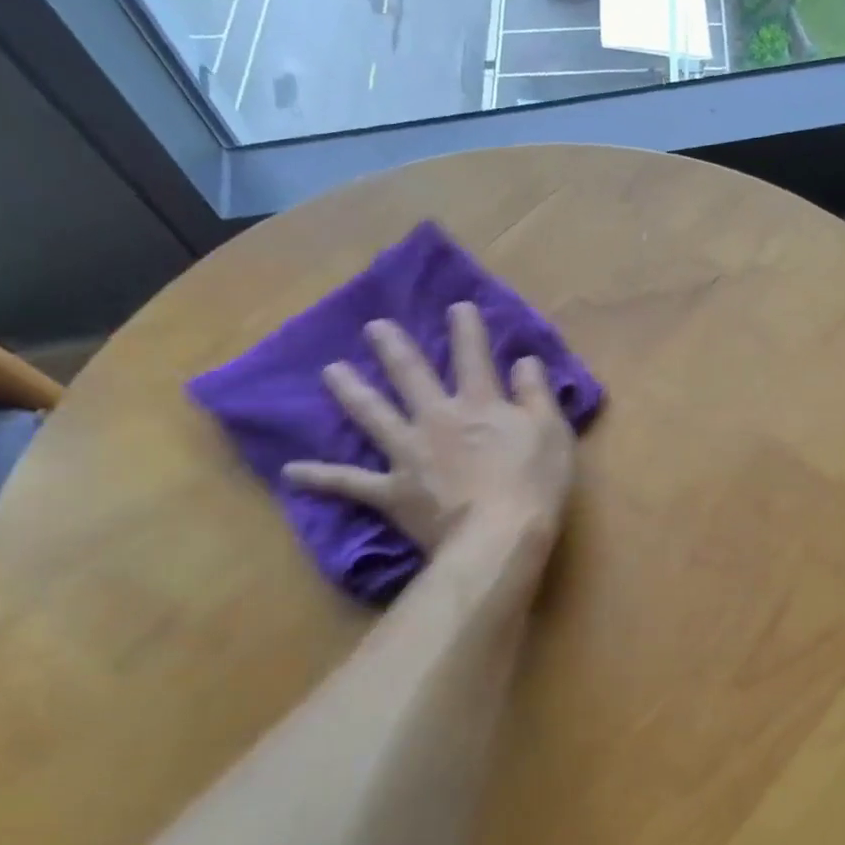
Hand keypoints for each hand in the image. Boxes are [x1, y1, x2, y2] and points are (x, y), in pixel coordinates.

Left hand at [283, 303, 576, 553]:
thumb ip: (535, 393)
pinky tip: (292, 472)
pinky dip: (322, 477)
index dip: (467, 330)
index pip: (473, 357)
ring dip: (351, 392)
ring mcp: (409, 454)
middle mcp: (437, 419)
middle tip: (374, 327)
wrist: (499, 537)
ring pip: (373, 415)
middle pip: (411, 376)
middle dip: (394, 348)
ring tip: (330, 371)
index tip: (457, 307)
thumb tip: (523, 360)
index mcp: (479, 405)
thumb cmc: (534, 485)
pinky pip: (351, 483)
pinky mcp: (393, 491)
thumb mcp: (551, 432)